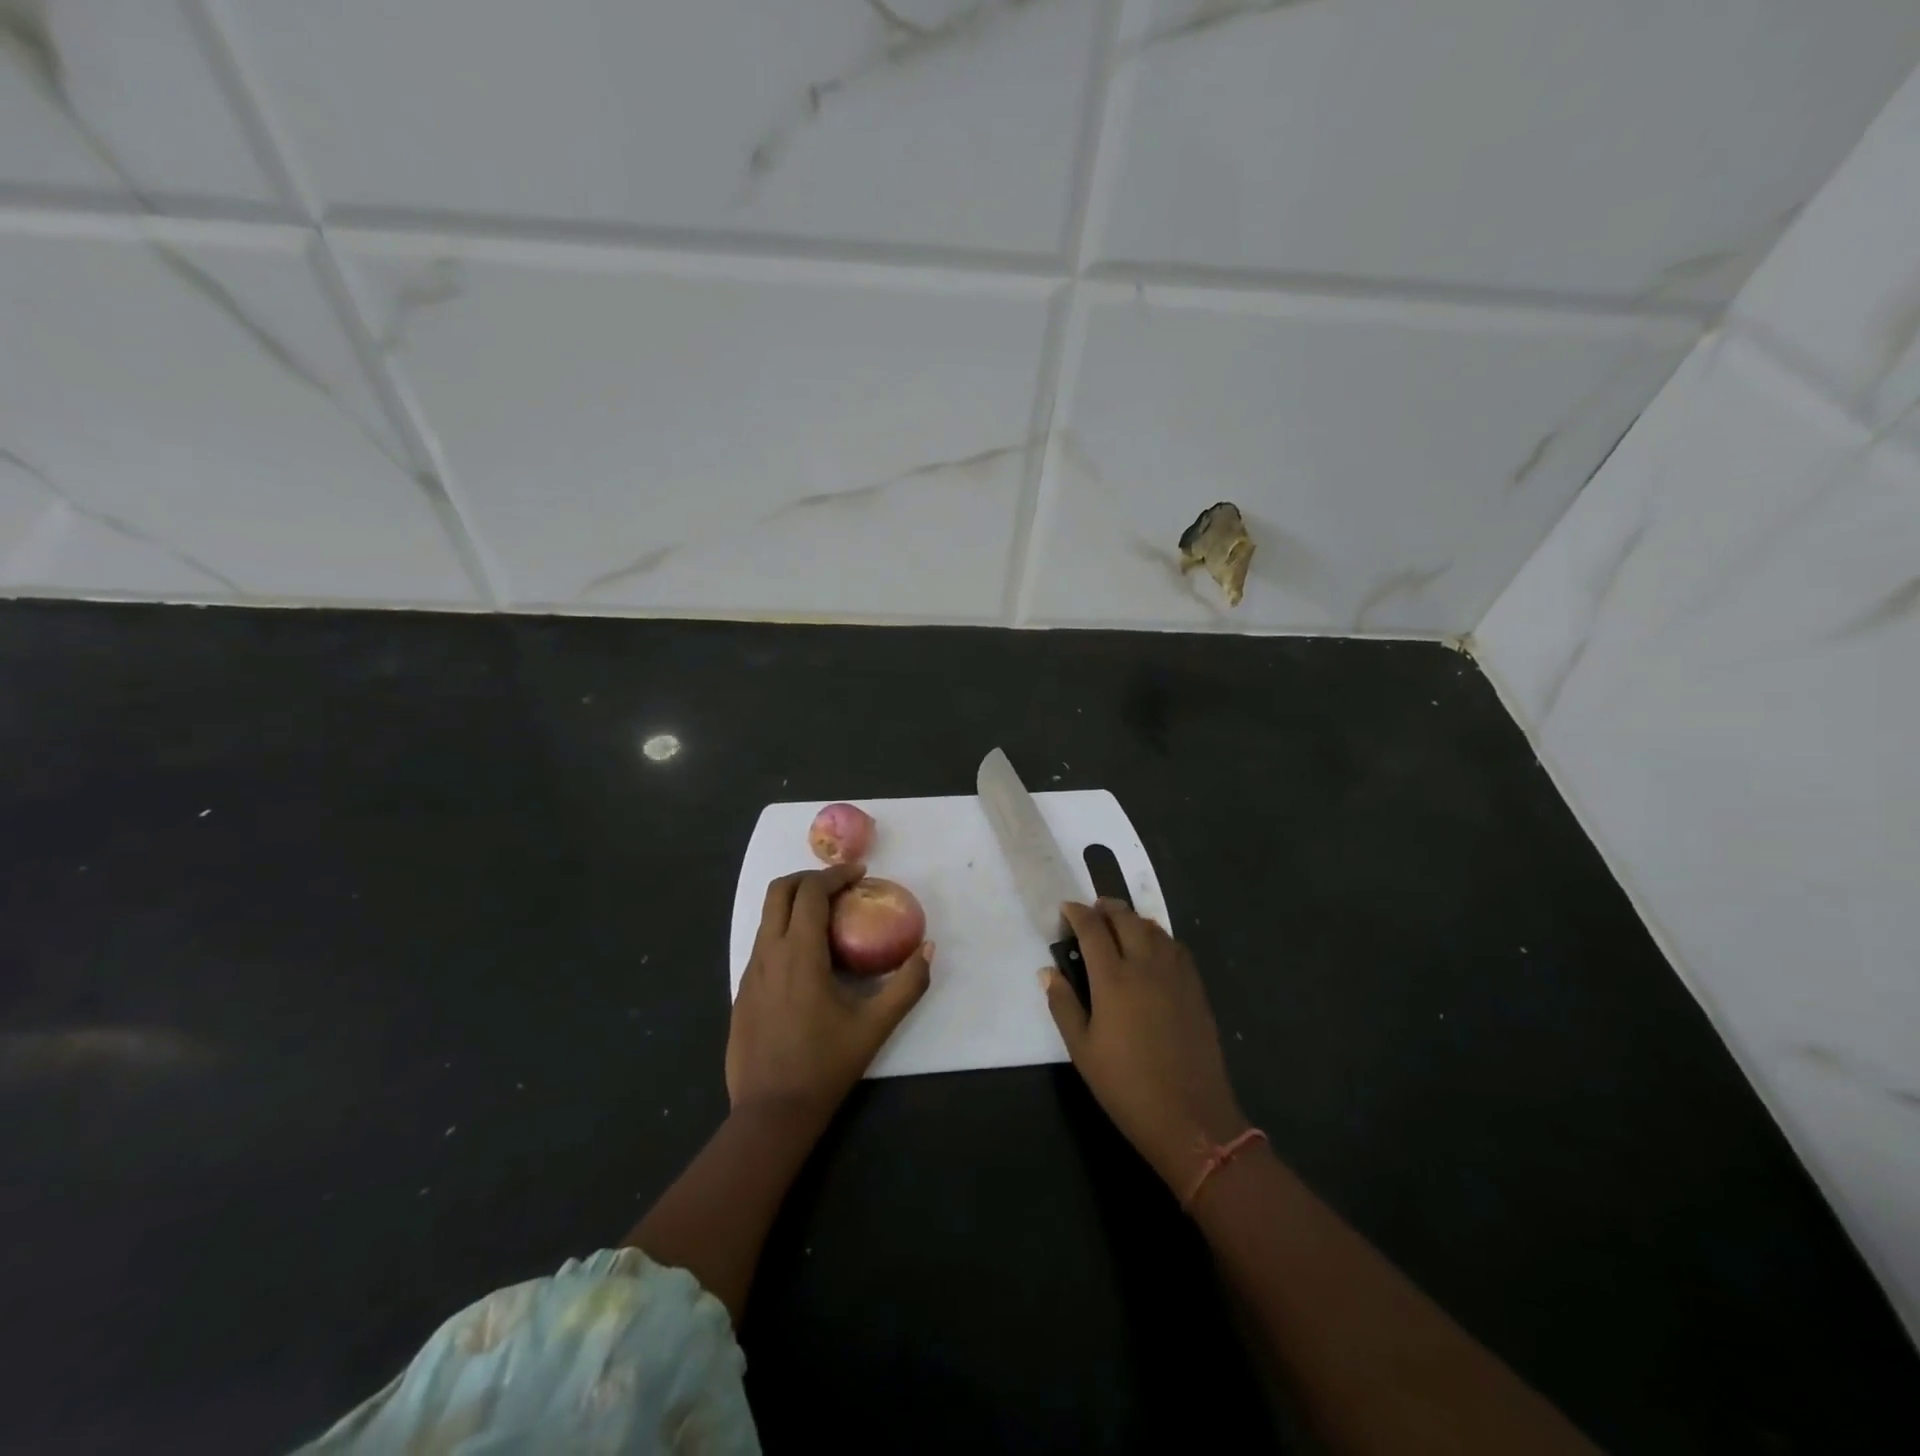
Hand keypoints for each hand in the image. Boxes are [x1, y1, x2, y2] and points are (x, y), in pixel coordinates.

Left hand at [726, 864, 932, 1127]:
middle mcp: (768, 954)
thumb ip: (907, 985)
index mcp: (799, 954)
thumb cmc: (825, 1065)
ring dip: (796, 903)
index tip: (860, 873)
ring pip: (767, 917)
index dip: (835, 875)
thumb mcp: (876, 1026)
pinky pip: (762, 943)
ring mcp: (749, 973)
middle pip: (779, 892)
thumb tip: (928, 950)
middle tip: (841, 886)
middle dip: (809, 878)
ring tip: (829, 917)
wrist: (771, 1113)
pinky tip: (809, 957)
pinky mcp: (743, 992)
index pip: (810, 892)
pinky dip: (785, 930)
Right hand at [1041, 900, 1247, 1194]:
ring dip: (1133, 920)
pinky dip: (1159, 938)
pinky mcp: (1196, 989)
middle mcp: (1146, 965)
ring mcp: (1176, 975)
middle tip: (1093, 912)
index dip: (1077, 913)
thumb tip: (1048, 971)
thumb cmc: (1126, 1085)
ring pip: (1154, 929)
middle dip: (1106, 908)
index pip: (1093, 928)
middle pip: (1126, 919)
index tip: (1066, 909)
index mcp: (1113, 978)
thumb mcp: (1082, 1050)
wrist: (1190, 1117)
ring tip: (1120, 926)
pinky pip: (1176, 947)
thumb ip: (1063, 1004)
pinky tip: (1153, 951)